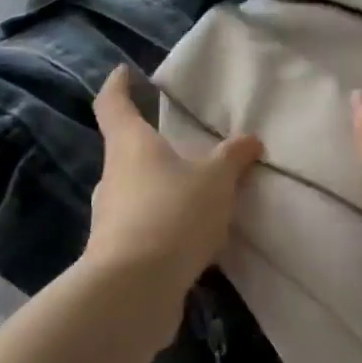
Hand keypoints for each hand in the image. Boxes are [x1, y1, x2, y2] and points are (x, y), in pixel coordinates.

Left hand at [85, 66, 262, 288]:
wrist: (134, 291)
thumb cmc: (172, 215)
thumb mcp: (216, 180)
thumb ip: (233, 157)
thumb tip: (250, 139)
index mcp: (130, 146)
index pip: (113, 104)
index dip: (118, 85)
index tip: (124, 71)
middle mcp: (113, 177)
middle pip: (127, 151)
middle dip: (152, 145)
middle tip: (184, 142)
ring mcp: (111, 218)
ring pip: (138, 191)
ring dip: (163, 188)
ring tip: (200, 192)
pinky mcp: (118, 253)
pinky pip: (147, 226)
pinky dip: (168, 224)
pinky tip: (197, 236)